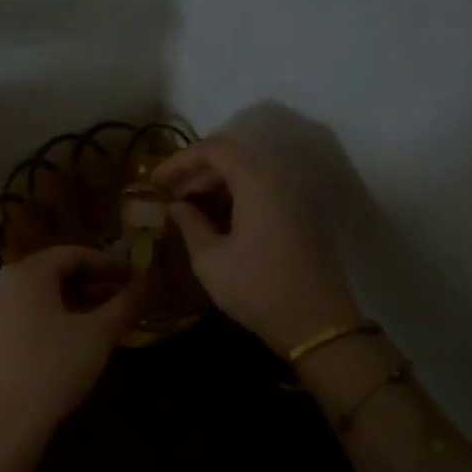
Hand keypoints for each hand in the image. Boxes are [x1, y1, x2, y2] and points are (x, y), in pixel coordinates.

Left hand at [0, 246, 142, 437]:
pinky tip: (76, 336)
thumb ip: (124, 305)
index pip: (74, 254)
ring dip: (76, 300)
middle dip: (93, 282)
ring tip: (106, 316)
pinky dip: (55, 315)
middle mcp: (5, 283)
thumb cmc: (55, 367)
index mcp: (28, 272)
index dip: (108, 263)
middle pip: (55, 272)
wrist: (6, 420)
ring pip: (41, 294)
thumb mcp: (98, 334)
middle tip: (124, 296)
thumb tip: (144, 286)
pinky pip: (28, 313)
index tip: (135, 276)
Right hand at [154, 136, 362, 354]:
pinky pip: (264, 193)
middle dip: (196, 174)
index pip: (215, 148)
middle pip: (234, 159)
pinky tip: (216, 223)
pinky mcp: (302, 216)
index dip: (181, 160)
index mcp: (258, 181)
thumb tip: (176, 206)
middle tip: (168, 198)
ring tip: (187, 212)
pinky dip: (236, 199)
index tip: (155, 181)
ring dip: (216, 188)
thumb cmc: (257, 289)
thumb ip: (189, 224)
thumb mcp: (210, 260)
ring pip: (249, 176)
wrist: (316, 323)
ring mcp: (296, 197)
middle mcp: (281, 178)